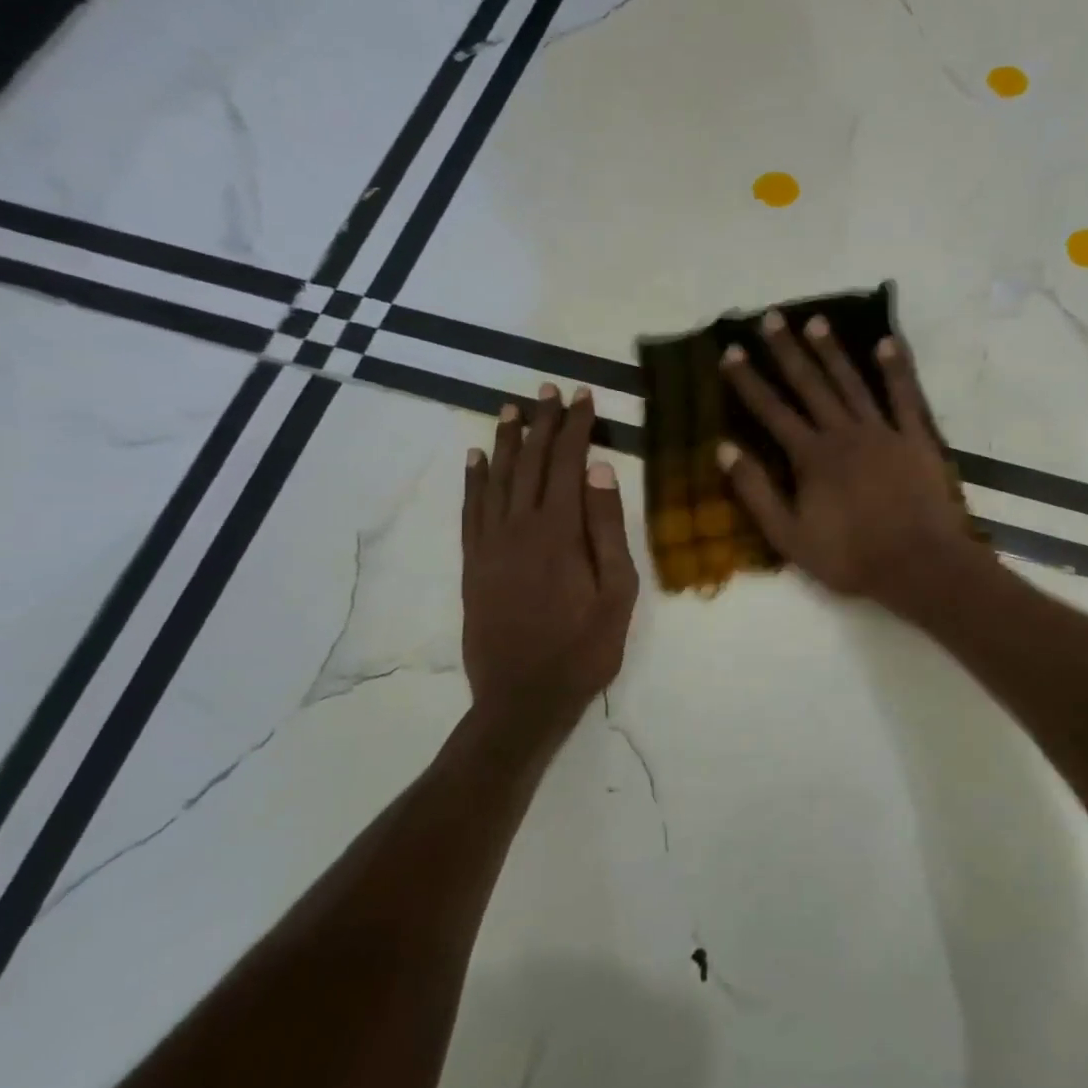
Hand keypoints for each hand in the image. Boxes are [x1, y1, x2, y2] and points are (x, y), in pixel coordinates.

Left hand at [462, 385, 638, 746]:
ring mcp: (490, 545)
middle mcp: (519, 527)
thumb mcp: (617, 593)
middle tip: (548, 389)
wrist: (523, 698)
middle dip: (542, 422)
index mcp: (559, 532)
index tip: (583, 397)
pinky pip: (470, 510)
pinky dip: (473, 480)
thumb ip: (608, 528)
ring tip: (511, 409)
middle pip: (530, 462)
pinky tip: (475, 459)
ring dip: (505, 441)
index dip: (576, 427)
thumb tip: (599, 469)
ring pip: (496, 479)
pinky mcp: (474, 564)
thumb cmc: (584, 649)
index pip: (567, 464)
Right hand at [718, 310, 980, 613]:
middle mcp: (843, 433)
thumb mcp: (789, 537)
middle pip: (810, 385)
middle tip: (771, 317)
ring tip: (817, 322)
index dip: (749, 381)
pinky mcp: (916, 438)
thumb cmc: (850, 557)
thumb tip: (724, 449)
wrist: (918, 564)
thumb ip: (756, 492)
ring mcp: (883, 432)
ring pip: (852, 383)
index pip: (772, 411)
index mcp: (811, 457)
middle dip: (788, 351)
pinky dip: (896, 369)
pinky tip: (887, 342)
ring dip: (833, 351)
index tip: (732, 351)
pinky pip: (905, 396)